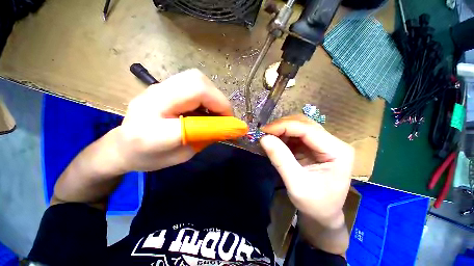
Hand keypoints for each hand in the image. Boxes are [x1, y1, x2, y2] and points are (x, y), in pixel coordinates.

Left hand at [116, 69, 232, 171]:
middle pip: (196, 84)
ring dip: (214, 95)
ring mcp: (156, 89)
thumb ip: (205, 138)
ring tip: (217, 111)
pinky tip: (206, 106)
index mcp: (152, 132)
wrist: (121, 146)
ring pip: (196, 78)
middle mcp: (152, 102)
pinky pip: (192, 82)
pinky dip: (207, 93)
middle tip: (225, 116)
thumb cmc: (150, 157)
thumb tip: (228, 126)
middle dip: (219, 100)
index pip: (193, 118)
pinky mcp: (162, 85)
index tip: (233, 125)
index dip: (218, 120)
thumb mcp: (182, 155)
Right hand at [260, 115, 353, 226]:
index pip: (308, 129)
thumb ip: (280, 160)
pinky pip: (296, 135)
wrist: (323, 214)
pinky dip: (283, 135)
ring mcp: (323, 143)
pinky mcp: (313, 146)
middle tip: (264, 133)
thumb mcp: (296, 184)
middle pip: (304, 124)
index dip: (284, 126)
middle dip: (282, 126)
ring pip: (299, 126)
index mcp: (337, 151)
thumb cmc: (315, 204)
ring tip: (268, 136)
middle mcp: (333, 142)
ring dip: (282, 129)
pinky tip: (275, 141)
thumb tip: (264, 138)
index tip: (264, 130)